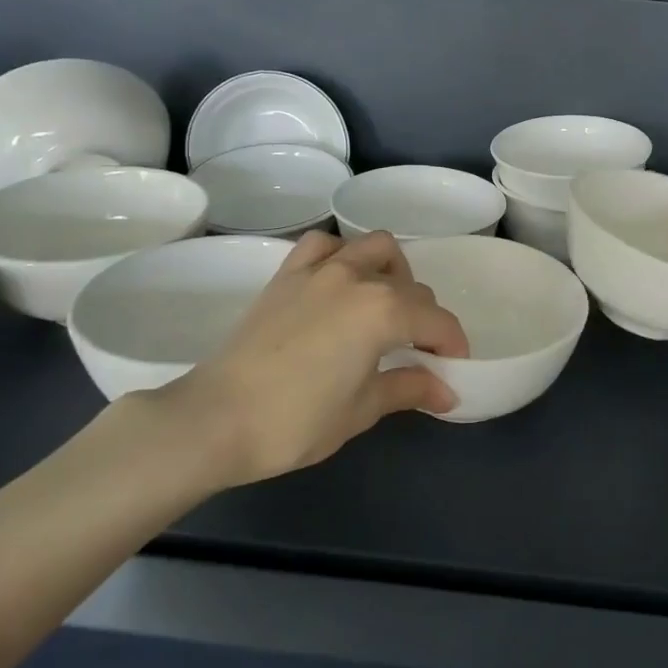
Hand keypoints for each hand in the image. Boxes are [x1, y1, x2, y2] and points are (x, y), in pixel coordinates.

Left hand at [156, 231, 467, 489]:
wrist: (214, 419)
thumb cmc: (295, 421)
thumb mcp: (362, 410)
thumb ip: (409, 389)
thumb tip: (447, 392)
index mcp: (384, 311)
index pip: (437, 321)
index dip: (452, 346)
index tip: (453, 369)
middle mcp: (358, 278)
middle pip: (412, 287)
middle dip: (425, 318)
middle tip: (417, 352)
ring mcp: (320, 270)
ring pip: (374, 247)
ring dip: (392, 271)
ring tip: (384, 305)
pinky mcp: (287, 274)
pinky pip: (324, 245)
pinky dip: (341, 255)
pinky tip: (338, 282)